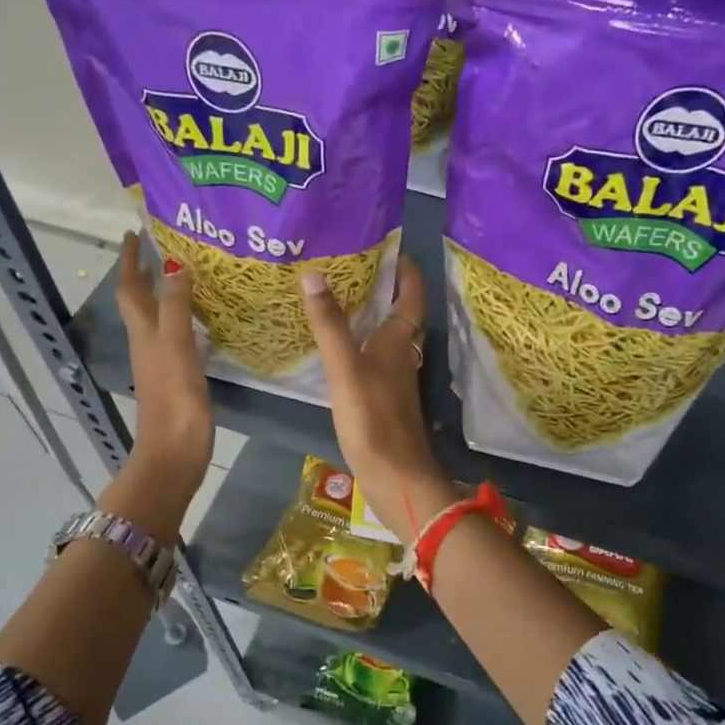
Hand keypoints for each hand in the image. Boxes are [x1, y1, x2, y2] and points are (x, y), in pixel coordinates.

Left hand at [115, 233, 213, 502]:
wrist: (174, 455)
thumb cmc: (175, 402)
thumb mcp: (175, 348)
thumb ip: (176, 308)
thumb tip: (175, 266)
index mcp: (144, 333)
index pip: (130, 288)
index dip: (130, 261)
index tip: (135, 233)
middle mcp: (147, 343)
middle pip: (141, 302)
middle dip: (146, 274)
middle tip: (163, 249)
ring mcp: (160, 362)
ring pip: (157, 318)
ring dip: (165, 295)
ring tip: (186, 276)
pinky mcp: (176, 379)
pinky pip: (175, 337)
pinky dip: (182, 320)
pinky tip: (201, 322)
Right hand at [300, 255, 450, 542]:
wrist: (395, 477)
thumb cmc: (373, 419)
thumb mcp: (346, 368)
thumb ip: (330, 325)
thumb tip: (313, 274)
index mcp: (400, 341)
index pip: (411, 295)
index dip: (405, 269)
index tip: (390, 246)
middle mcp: (402, 355)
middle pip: (400, 313)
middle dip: (384, 287)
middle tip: (354, 264)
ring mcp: (394, 379)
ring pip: (387, 336)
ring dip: (372, 315)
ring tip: (341, 296)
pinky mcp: (383, 399)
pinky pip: (374, 358)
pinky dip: (360, 343)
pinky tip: (338, 346)